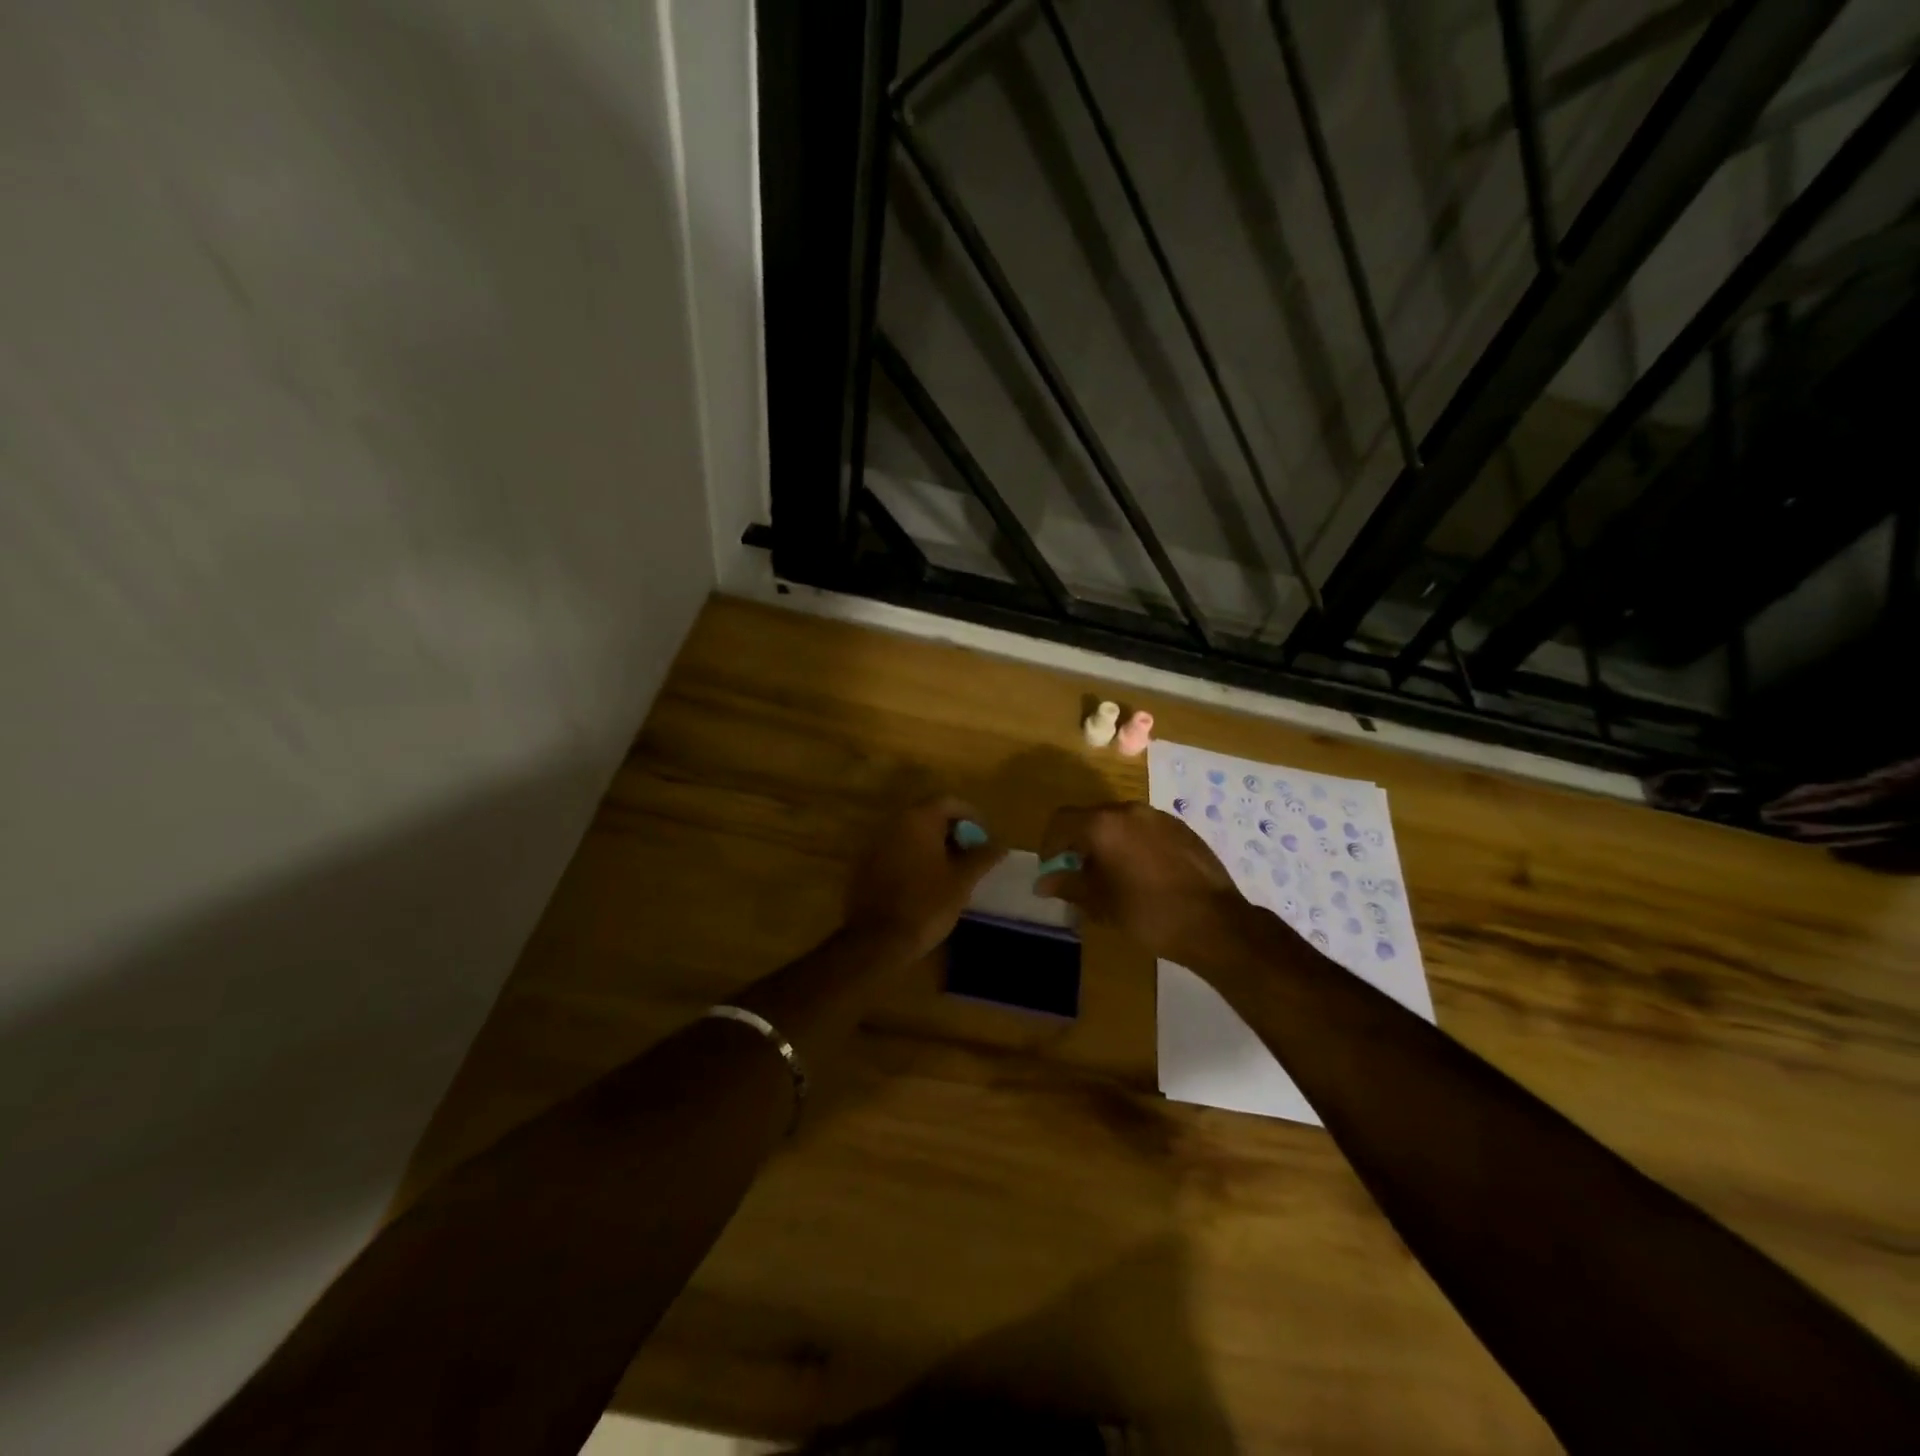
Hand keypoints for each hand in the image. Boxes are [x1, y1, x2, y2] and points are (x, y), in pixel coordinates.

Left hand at [844, 796, 1007, 959]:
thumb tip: (1000, 844)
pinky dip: (913, 857)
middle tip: (971, 853)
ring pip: (911, 833)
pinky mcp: (865, 864)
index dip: (971, 816)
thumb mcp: (962, 881)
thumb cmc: (926, 905)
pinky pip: (895, 850)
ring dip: (932, 844)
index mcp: (918, 819)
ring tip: (952, 869)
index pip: (949, 801)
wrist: (877, 940)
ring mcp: (875, 843)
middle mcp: (893, 823)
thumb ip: (983, 857)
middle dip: (952, 830)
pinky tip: (925, 881)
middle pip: (928, 814)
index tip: (985, 838)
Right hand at [1034, 801, 1253, 964]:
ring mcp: (1159, 817)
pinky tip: (1143, 874)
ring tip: (1112, 876)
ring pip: (1120, 823)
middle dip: (1079, 843)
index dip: (1049, 844)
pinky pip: (1145, 829)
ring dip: (1107, 843)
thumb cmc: (1148, 913)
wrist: (1214, 923)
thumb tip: (1043, 882)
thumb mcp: (1100, 903)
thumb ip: (1068, 885)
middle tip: (1080, 875)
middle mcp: (1129, 810)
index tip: (1052, 869)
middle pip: (1091, 818)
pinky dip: (1133, 844)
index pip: (1061, 821)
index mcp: (1103, 824)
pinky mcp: (1181, 828)